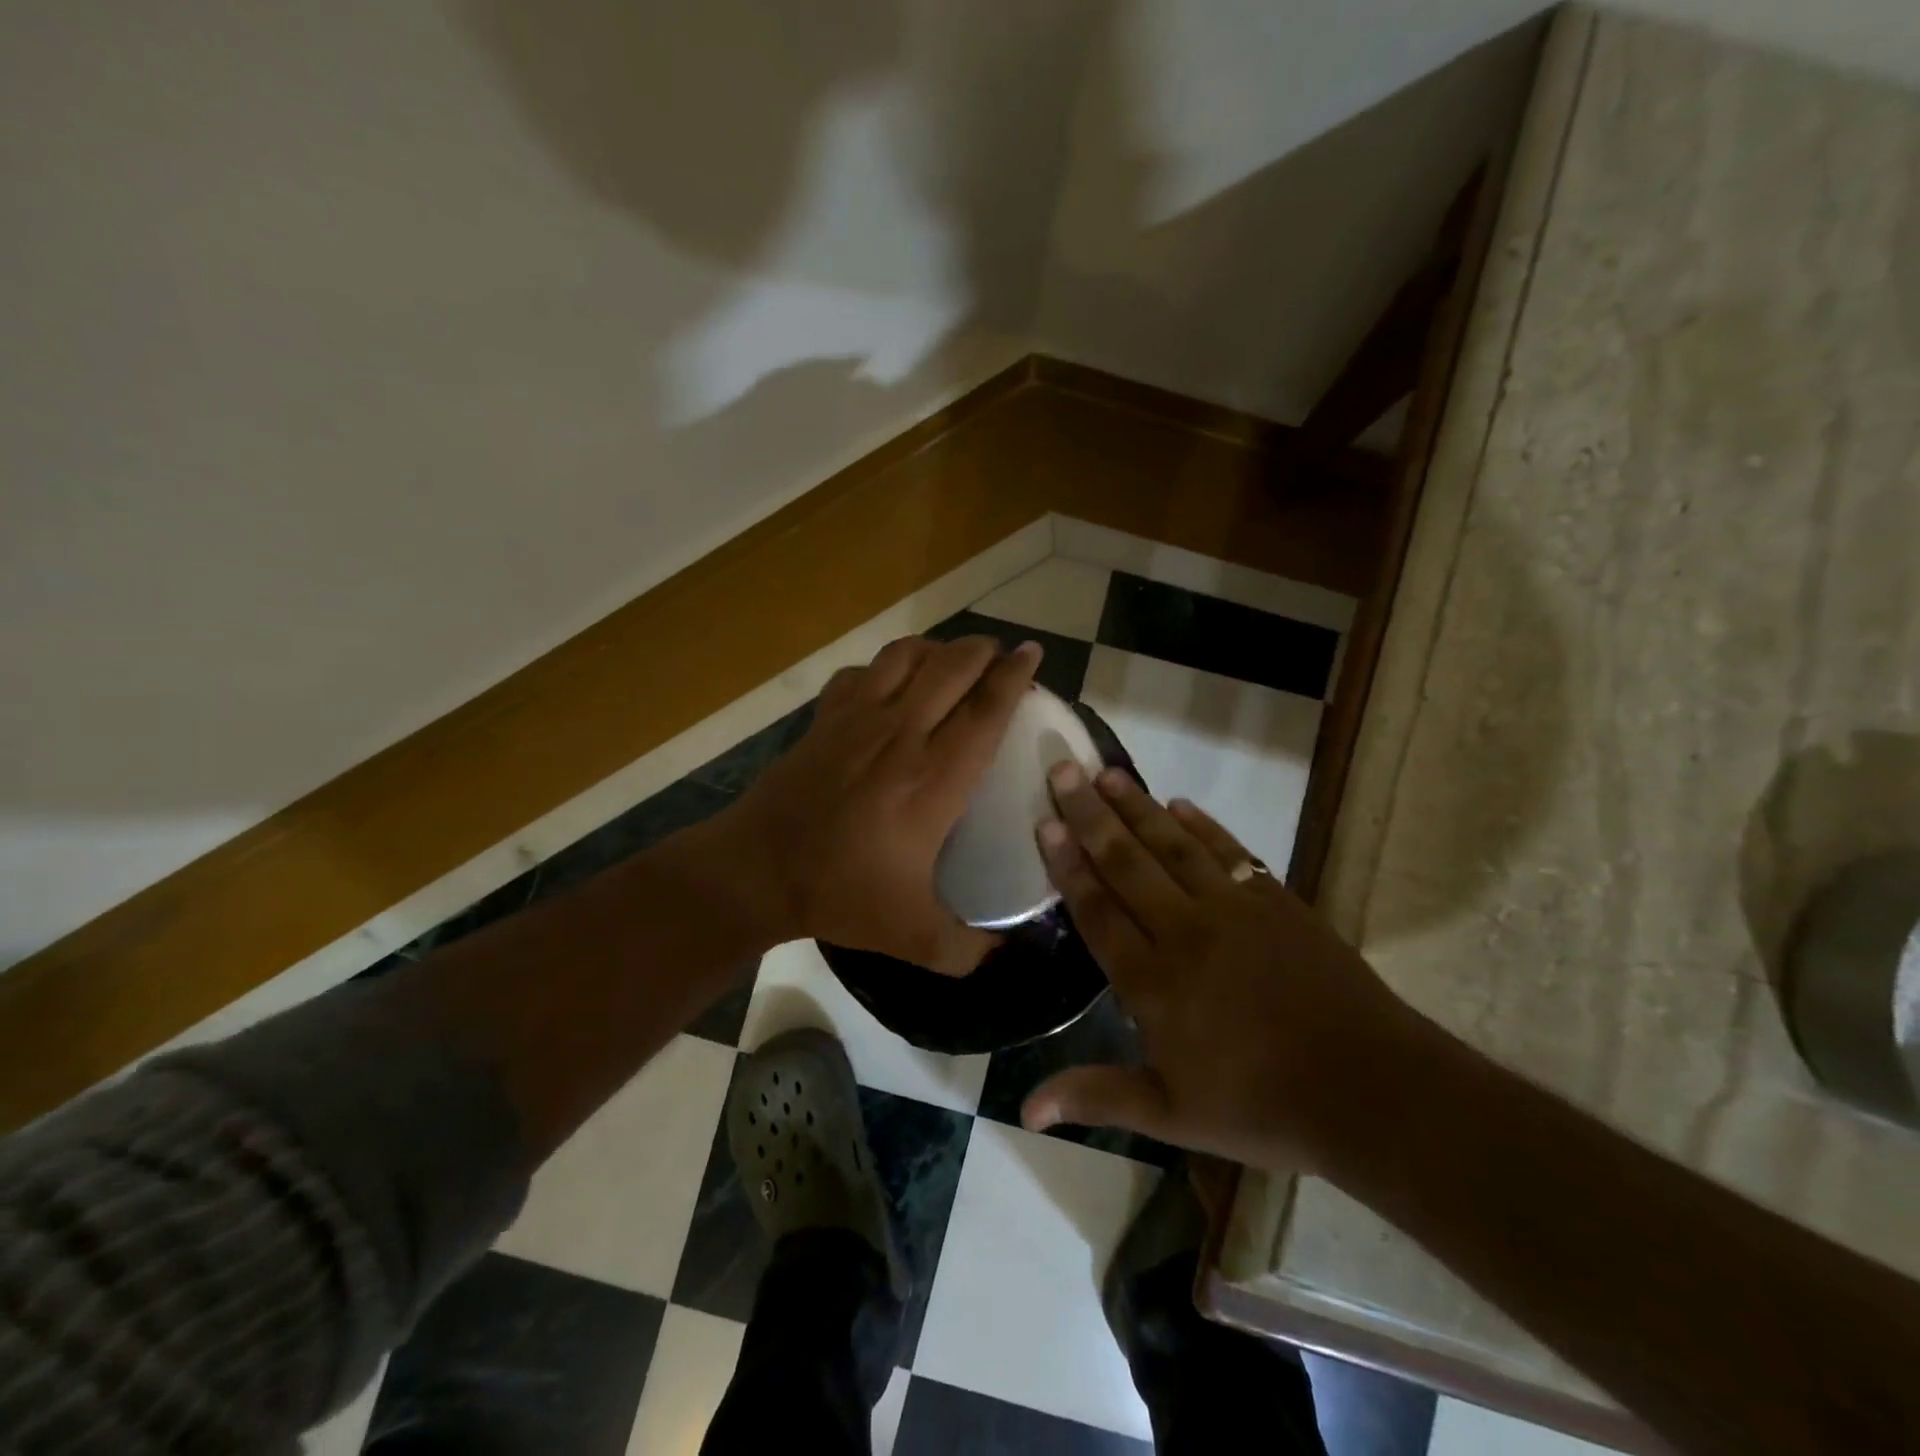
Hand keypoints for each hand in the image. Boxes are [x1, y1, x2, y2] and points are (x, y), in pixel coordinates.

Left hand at [720, 634, 1040, 972]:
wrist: (758, 871)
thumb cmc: (841, 894)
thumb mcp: (913, 938)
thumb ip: (966, 950)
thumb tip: (1003, 951)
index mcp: (933, 778)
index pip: (985, 709)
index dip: (1014, 676)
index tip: (1032, 655)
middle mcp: (901, 734)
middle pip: (952, 666)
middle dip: (984, 651)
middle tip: (1000, 659)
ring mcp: (858, 718)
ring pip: (907, 656)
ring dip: (938, 649)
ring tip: (952, 662)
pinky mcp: (825, 717)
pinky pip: (863, 671)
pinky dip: (886, 667)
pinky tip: (892, 685)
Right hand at [1022, 763, 1421, 1172]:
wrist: (1369, 1089)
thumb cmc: (1260, 1107)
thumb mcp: (1170, 1115)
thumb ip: (1095, 1097)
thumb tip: (1024, 1110)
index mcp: (1152, 981)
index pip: (1097, 909)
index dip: (1068, 864)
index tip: (1045, 821)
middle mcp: (1184, 931)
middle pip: (1126, 862)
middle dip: (1090, 815)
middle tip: (1063, 769)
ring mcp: (1234, 910)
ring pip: (1173, 846)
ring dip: (1138, 807)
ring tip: (1108, 774)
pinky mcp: (1277, 901)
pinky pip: (1230, 851)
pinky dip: (1202, 826)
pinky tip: (1180, 805)